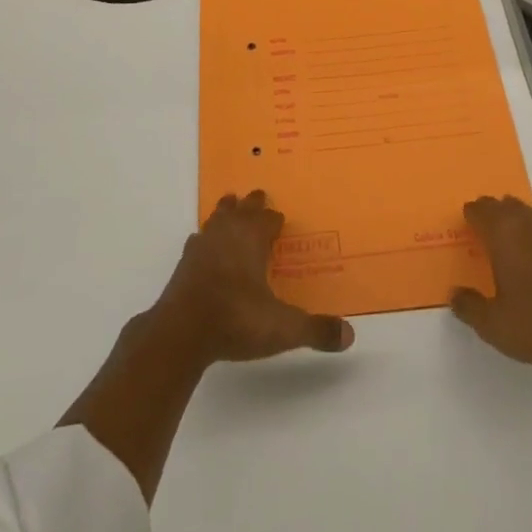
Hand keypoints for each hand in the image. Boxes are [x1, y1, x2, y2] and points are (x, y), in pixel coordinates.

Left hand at [153, 190, 354, 364]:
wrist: (182, 331)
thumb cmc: (236, 319)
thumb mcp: (282, 328)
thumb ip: (315, 331)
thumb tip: (350, 335)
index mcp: (252, 240)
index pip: (267, 220)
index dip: (274, 219)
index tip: (280, 218)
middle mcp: (228, 234)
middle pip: (242, 210)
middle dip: (251, 204)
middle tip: (257, 195)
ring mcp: (203, 246)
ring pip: (217, 217)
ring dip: (225, 211)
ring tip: (229, 203)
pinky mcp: (184, 262)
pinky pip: (198, 239)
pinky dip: (204, 236)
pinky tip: (201, 242)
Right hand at [450, 195, 531, 371]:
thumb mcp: (493, 325)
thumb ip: (469, 307)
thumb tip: (454, 295)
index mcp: (502, 234)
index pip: (480, 210)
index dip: (471, 214)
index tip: (467, 221)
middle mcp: (528, 224)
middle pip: (506, 205)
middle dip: (495, 211)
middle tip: (488, 224)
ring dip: (524, 220)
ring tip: (519, 232)